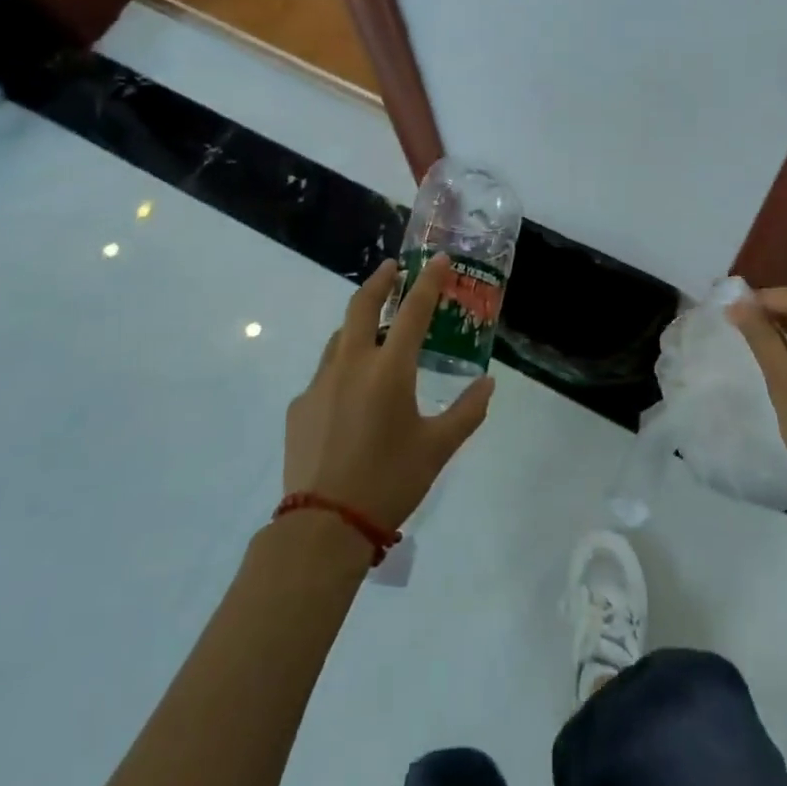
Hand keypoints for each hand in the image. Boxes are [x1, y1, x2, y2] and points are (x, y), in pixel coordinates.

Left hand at [283, 256, 494, 530]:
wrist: (323, 526)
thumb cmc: (389, 481)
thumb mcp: (438, 448)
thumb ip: (467, 411)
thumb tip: (487, 384)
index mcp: (389, 370)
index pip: (413, 310)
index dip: (429, 281)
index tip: (439, 259)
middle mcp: (351, 365)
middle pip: (362, 305)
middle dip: (381, 280)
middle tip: (394, 269)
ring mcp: (319, 383)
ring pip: (340, 338)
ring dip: (360, 323)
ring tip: (377, 331)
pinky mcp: (299, 406)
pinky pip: (325, 374)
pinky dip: (343, 368)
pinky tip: (352, 396)